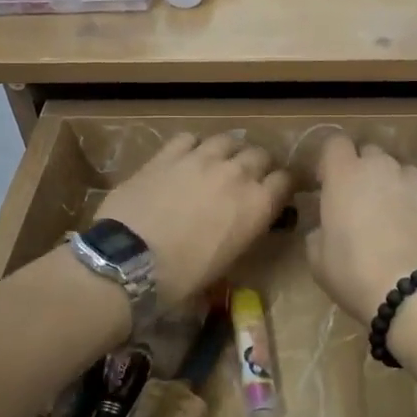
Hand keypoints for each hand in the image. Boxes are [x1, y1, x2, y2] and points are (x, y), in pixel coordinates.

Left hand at [96, 133, 292, 307]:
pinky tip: (186, 158)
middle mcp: (236, 174)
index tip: (276, 192)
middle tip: (247, 178)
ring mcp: (201, 159)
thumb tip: (241, 225)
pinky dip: (193, 146)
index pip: (286, 180)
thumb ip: (243, 233)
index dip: (282, 186)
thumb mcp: (227, 262)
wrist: (130, 262)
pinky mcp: (168, 154)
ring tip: (219, 162)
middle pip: (260, 155)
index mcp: (257, 205)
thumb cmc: (182, 278)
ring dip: (228, 151)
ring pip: (227, 140)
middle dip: (258, 165)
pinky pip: (189, 138)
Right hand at [306, 135, 416, 321]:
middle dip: (366, 172)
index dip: (332, 161)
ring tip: (399, 225)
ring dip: (397, 189)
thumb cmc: (358, 276)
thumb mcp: (319, 262)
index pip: (335, 143)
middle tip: (364, 205)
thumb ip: (319, 233)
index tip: (329, 183)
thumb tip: (326, 229)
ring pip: (404, 173)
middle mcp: (383, 168)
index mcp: (345, 176)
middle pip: (372, 154)